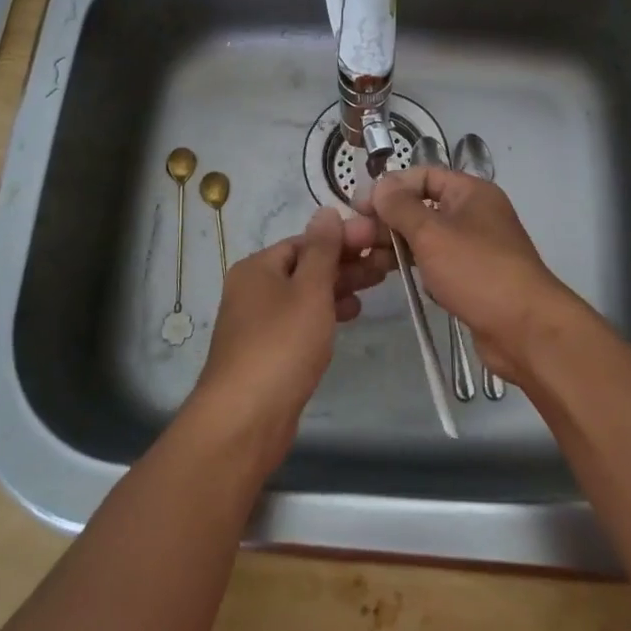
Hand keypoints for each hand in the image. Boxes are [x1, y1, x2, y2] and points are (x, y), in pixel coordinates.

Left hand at [188, 207, 390, 468]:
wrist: (245, 419)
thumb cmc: (281, 345)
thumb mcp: (309, 290)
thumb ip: (322, 250)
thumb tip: (326, 211)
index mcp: (258, 267)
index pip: (305, 241)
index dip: (342, 238)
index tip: (378, 239)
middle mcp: (254, 289)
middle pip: (306, 266)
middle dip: (345, 262)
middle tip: (385, 263)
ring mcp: (259, 322)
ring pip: (306, 294)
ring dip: (340, 287)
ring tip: (376, 285)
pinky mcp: (268, 351)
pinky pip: (301, 320)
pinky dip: (326, 313)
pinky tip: (352, 315)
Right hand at [356, 168, 582, 385]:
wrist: (525, 330)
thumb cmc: (477, 270)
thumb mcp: (431, 233)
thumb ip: (400, 207)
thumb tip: (380, 184)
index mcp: (471, 192)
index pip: (424, 175)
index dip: (392, 186)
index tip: (361, 205)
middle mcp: (475, 214)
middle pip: (423, 206)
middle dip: (389, 219)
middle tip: (355, 236)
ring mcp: (475, 248)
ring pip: (427, 237)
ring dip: (397, 244)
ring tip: (365, 258)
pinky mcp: (472, 279)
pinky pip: (436, 263)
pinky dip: (415, 266)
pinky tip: (392, 277)